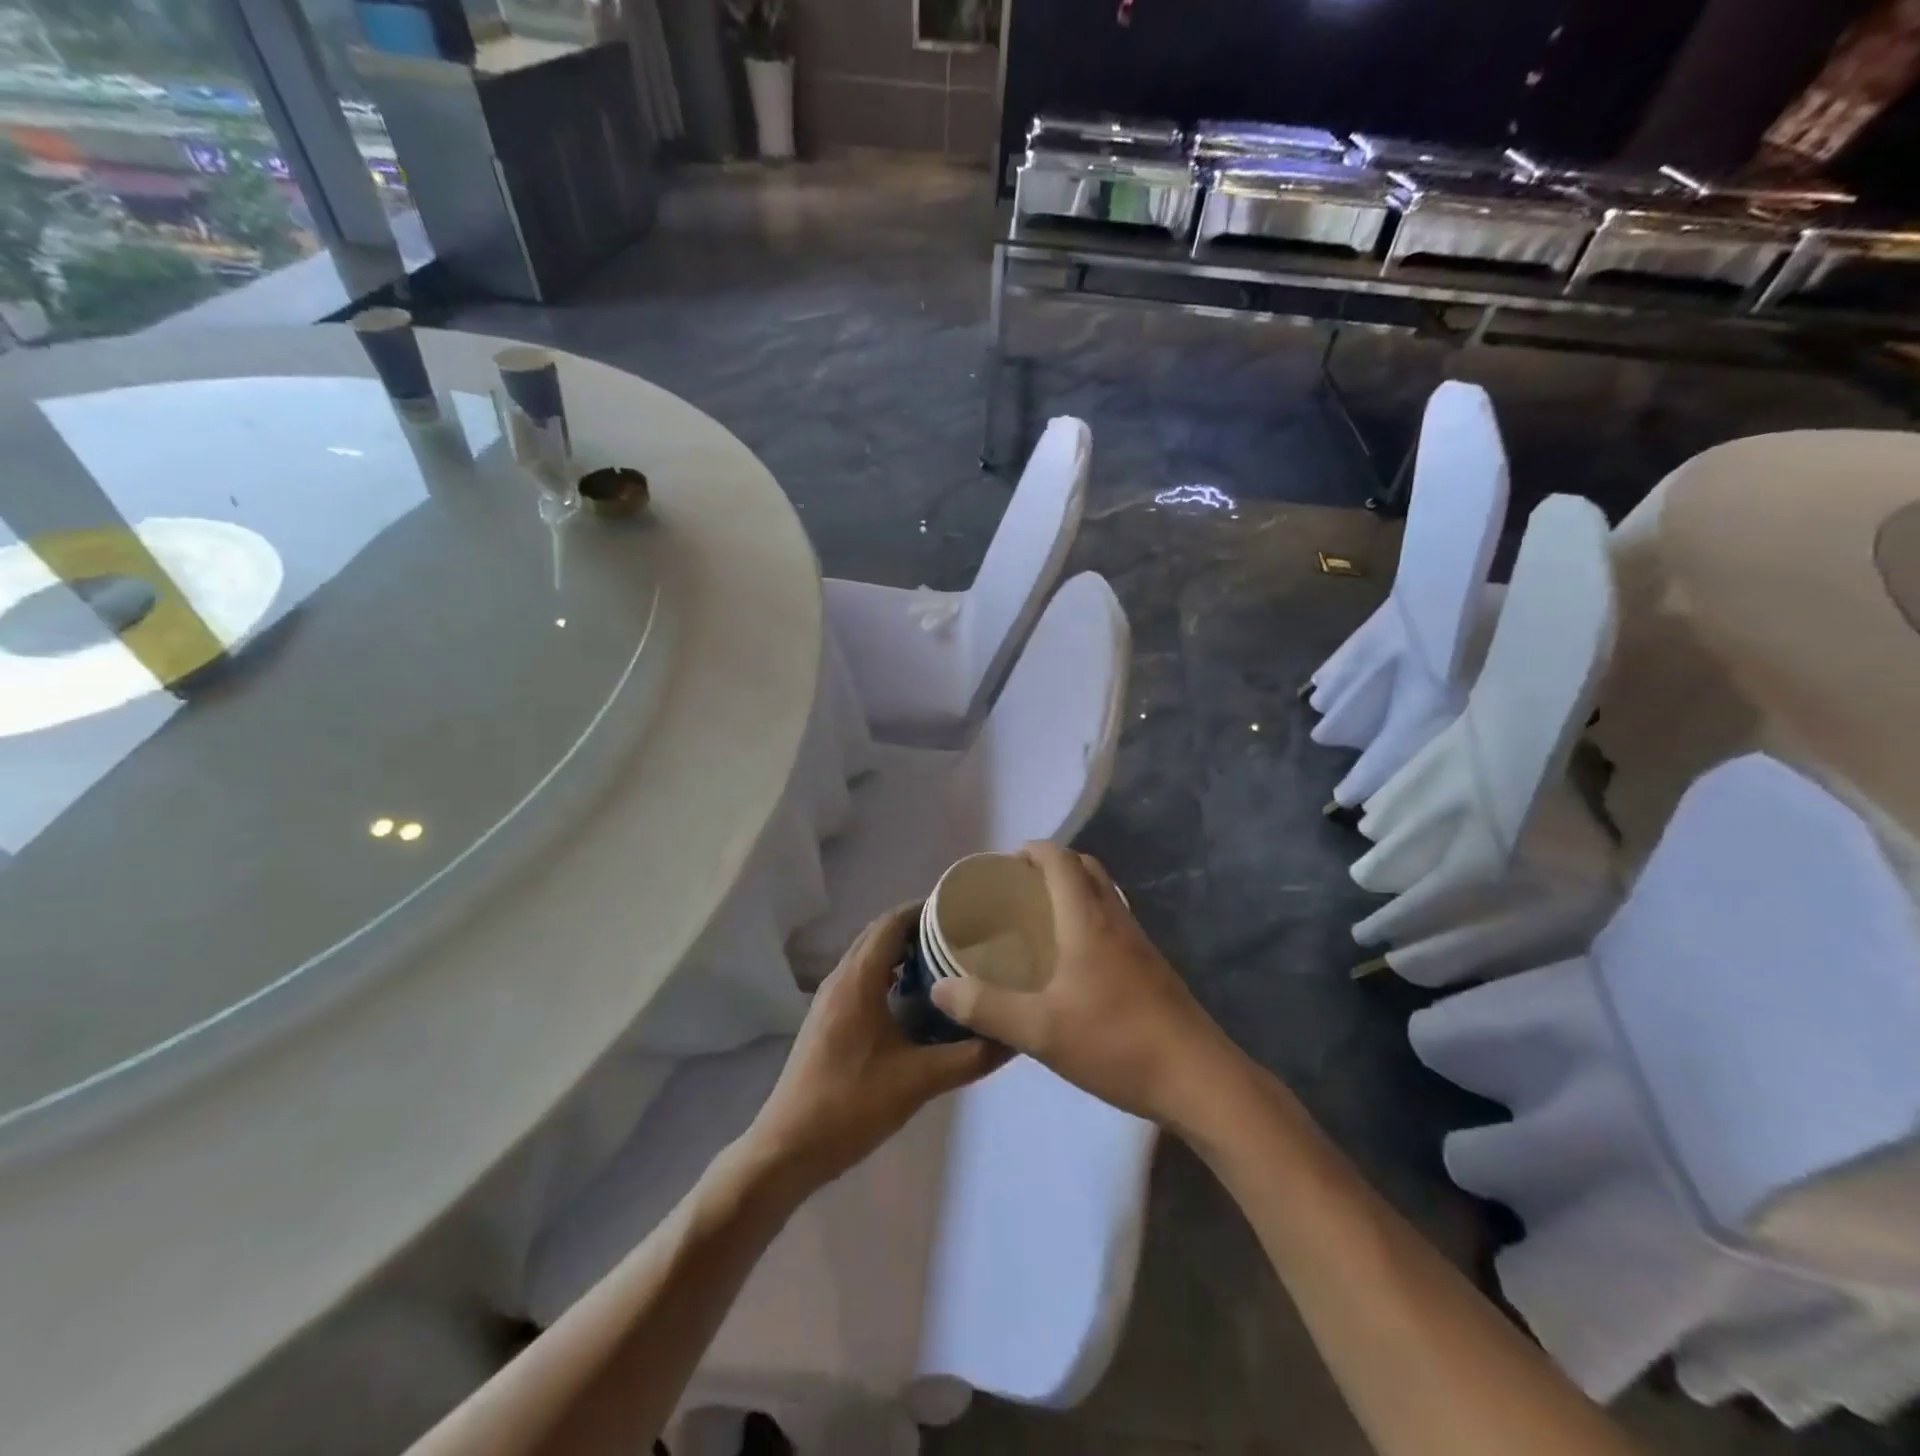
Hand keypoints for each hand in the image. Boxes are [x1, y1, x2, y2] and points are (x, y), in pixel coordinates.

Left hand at [742, 904, 1009, 1191]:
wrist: (787, 1148)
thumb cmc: (852, 1105)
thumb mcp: (920, 1081)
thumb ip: (971, 1057)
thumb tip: (1015, 1036)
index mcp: (859, 978)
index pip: (894, 921)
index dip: (927, 909)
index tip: (966, 912)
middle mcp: (841, 977)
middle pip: (881, 932)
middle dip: (920, 927)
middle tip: (964, 936)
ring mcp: (830, 998)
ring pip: (870, 955)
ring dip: (904, 950)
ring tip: (947, 962)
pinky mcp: (828, 1018)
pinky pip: (863, 977)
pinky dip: (890, 972)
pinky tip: (916, 1000)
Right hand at [930, 842, 1233, 1126]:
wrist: (1199, 1079)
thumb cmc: (1116, 1043)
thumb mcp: (1039, 1030)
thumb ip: (987, 1007)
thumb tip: (940, 986)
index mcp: (1088, 920)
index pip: (1061, 860)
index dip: (1032, 851)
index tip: (1003, 864)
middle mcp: (1117, 920)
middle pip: (1087, 869)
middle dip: (1053, 866)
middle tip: (1019, 891)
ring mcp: (1141, 944)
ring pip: (1105, 896)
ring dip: (1075, 892)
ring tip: (1041, 921)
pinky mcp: (1154, 969)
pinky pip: (1115, 924)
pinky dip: (1090, 921)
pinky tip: (1073, 963)